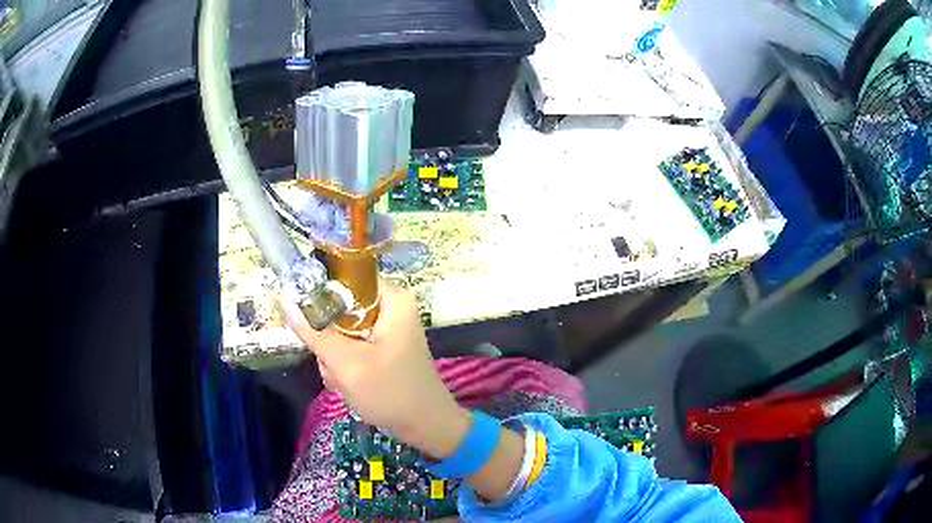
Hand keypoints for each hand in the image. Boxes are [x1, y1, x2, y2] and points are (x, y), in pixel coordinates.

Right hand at [280, 280, 469, 458]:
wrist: (425, 427)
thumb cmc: (391, 394)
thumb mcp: (347, 363)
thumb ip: (314, 332)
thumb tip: (284, 300)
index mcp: (391, 298)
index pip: (345, 274)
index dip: (320, 293)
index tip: (307, 318)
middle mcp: (390, 306)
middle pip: (338, 306)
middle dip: (329, 339)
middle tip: (335, 363)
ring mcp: (385, 327)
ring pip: (339, 329)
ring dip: (334, 357)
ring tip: (345, 379)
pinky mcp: (380, 345)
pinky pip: (349, 345)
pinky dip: (344, 364)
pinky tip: (350, 383)